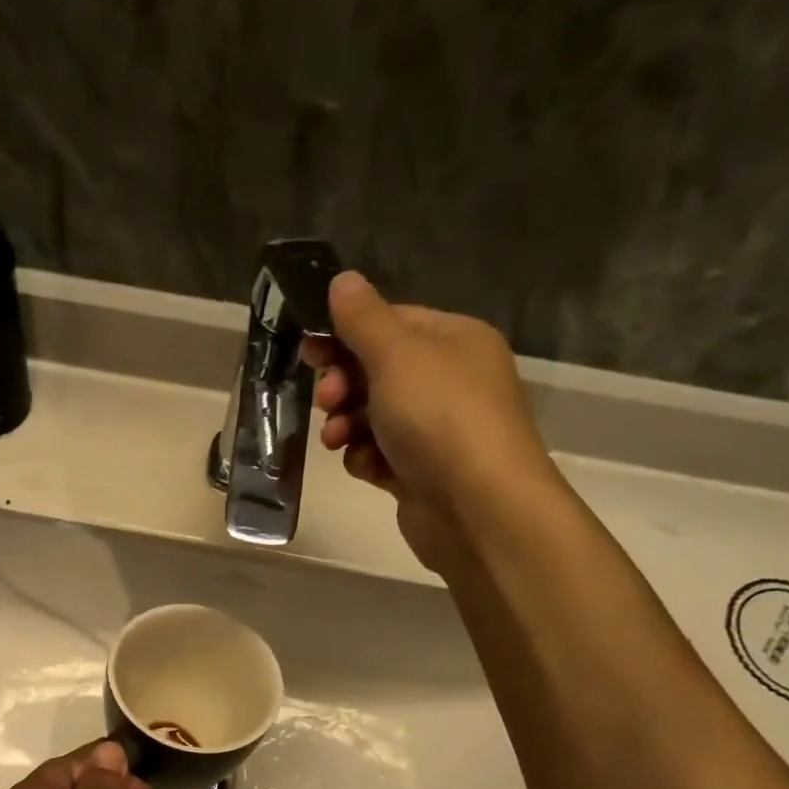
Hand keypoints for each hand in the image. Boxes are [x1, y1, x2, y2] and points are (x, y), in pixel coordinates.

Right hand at [303, 271, 558, 573]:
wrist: (478, 507)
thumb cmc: (439, 416)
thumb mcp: (397, 354)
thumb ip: (363, 318)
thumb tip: (343, 280)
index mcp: (455, 341)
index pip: (392, 323)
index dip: (348, 335)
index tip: (310, 351)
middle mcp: (451, 382)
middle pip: (379, 371)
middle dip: (344, 385)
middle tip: (327, 399)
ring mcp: (438, 431)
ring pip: (374, 417)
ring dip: (348, 425)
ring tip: (337, 439)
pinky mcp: (423, 474)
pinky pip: (381, 455)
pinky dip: (367, 459)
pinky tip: (366, 467)